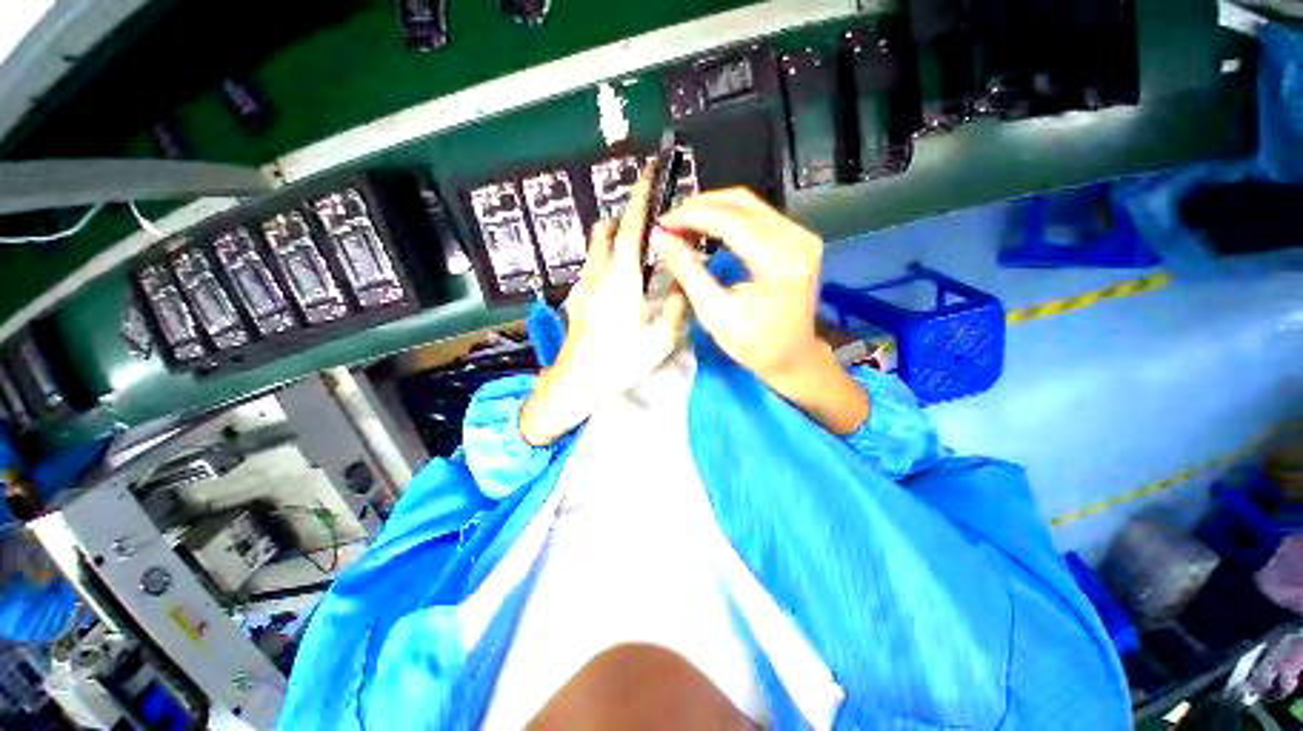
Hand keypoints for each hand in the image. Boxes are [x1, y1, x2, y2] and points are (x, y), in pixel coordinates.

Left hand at [520, 169, 687, 445]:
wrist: (577, 381)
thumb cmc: (620, 360)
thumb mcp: (662, 338)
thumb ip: (678, 304)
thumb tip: (685, 280)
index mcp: (622, 277)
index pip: (631, 225)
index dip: (642, 196)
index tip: (650, 172)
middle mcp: (599, 272)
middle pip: (607, 228)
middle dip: (627, 216)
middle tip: (651, 224)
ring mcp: (583, 284)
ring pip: (596, 245)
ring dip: (615, 236)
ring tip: (639, 251)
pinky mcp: (577, 297)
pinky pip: (593, 264)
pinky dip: (607, 257)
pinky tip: (621, 281)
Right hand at [652, 188, 868, 434]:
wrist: (793, 358)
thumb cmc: (755, 344)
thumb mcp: (716, 313)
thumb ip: (688, 272)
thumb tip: (660, 238)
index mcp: (780, 259)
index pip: (731, 220)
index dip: (692, 216)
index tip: (661, 224)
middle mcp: (797, 237)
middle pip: (741, 202)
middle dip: (700, 208)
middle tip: (669, 224)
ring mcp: (800, 235)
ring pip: (748, 205)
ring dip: (711, 210)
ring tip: (682, 226)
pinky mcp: (796, 239)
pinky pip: (756, 216)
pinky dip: (726, 219)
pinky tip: (706, 230)